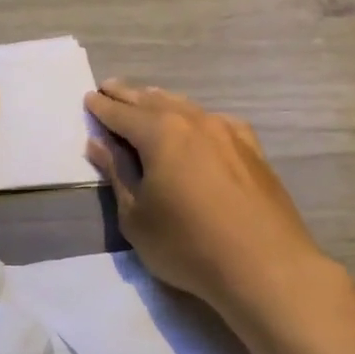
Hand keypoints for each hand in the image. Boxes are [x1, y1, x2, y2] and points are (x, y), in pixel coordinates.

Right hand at [85, 78, 337, 320]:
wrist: (265, 266)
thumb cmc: (187, 245)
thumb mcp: (136, 216)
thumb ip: (117, 174)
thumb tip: (99, 143)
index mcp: (161, 134)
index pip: (122, 114)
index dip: (102, 107)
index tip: (89, 97)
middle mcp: (195, 122)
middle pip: (154, 102)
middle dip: (128, 95)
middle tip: (109, 87)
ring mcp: (229, 133)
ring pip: (187, 107)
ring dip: (161, 102)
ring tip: (146, 97)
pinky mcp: (252, 150)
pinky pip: (215, 122)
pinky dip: (195, 117)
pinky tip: (198, 123)